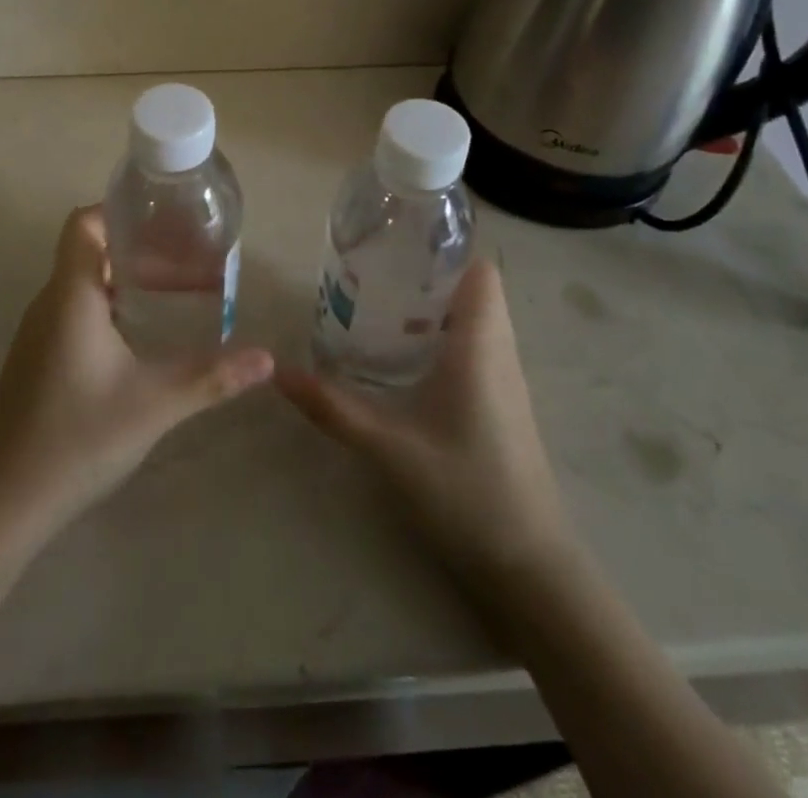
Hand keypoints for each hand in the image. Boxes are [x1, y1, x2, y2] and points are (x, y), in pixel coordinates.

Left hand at [0, 207, 273, 547]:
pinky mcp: (39, 359)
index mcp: (72, 294)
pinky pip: (77, 311)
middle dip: (141, 249)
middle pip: (92, 251)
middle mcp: (51, 302)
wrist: (0, 501)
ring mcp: (40, 332)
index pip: (85, 223)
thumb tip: (267, 358)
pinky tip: (142, 336)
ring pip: (86, 284)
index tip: (166, 219)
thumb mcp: (153, 404)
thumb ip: (211, 377)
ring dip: (128, 280)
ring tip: (177, 290)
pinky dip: (112, 307)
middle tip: (191, 259)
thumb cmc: (76, 437)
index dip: (120, 210)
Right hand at [277, 258, 572, 578]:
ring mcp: (505, 379)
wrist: (530, 564)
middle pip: (472, 289)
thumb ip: (333, 407)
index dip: (445, 248)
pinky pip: (476, 346)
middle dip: (427, 273)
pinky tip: (403, 355)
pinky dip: (443, 334)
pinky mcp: (502, 403)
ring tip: (379, 304)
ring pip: (475, 318)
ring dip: (434, 305)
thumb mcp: (389, 447)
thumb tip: (277, 372)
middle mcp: (498, 352)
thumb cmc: (466, 491)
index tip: (397, 242)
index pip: (479, 271)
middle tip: (374, 273)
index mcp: (480, 346)